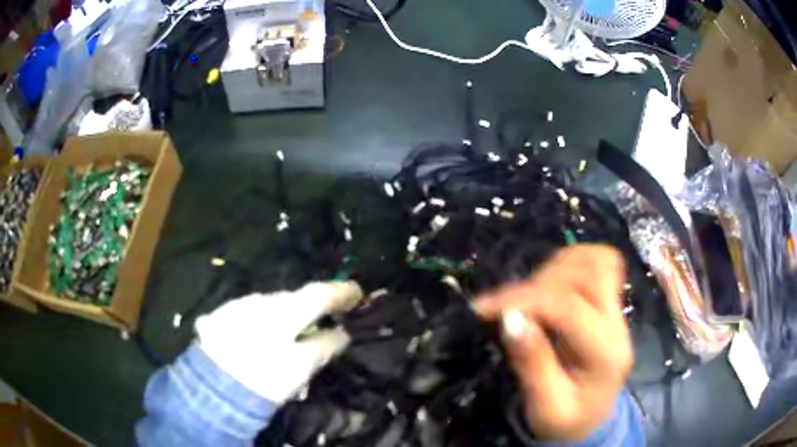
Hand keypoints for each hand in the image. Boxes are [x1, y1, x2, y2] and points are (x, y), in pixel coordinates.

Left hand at [196, 281, 363, 403]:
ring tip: (288, 334)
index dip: (342, 292)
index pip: (320, 293)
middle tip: (324, 317)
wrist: (212, 385)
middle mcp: (262, 299)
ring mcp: (239, 305)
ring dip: (283, 314)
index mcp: (286, 310)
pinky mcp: (221, 315)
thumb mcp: (302, 367)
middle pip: (294, 298)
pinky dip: (261, 322)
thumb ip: (325, 346)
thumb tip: (342, 333)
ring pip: (270, 305)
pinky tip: (258, 338)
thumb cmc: (265, 378)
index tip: (357, 292)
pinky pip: (250, 313)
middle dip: (310, 306)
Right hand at [474, 246, 631, 442]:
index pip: (570, 307)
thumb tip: (510, 318)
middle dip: (542, 282)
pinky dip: (568, 264)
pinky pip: (595, 263)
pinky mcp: (609, 303)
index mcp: (607, 354)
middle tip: (510, 306)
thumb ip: (533, 364)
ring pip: (595, 260)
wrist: (591, 419)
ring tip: (528, 298)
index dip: (525, 300)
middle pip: (591, 272)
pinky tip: (548, 287)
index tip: (485, 309)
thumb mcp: (546, 406)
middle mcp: (617, 323)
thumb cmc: (566, 420)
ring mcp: (616, 310)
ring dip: (555, 269)